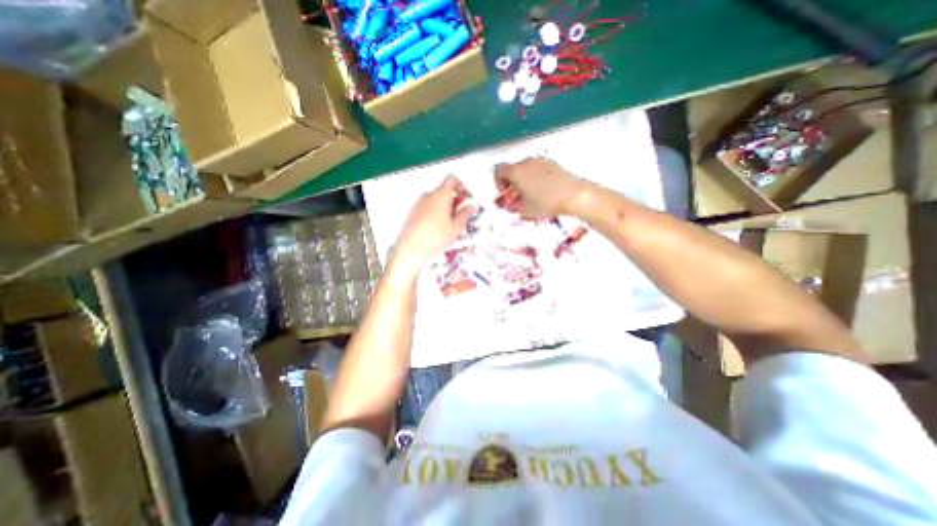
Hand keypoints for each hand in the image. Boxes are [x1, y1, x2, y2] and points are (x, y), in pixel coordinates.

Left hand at [390, 176, 475, 275]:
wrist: (411, 250)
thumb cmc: (433, 238)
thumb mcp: (456, 228)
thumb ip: (465, 215)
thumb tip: (471, 208)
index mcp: (441, 195)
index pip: (453, 180)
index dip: (463, 187)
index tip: (467, 197)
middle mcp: (429, 196)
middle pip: (445, 191)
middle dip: (455, 201)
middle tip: (462, 214)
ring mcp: (419, 204)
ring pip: (437, 201)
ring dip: (446, 209)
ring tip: (451, 225)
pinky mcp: (414, 213)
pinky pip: (428, 209)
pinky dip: (436, 214)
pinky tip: (439, 229)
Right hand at [493, 158, 587, 219]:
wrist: (574, 195)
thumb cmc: (546, 202)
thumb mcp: (526, 209)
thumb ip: (513, 207)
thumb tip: (509, 206)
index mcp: (517, 171)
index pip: (499, 171)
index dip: (498, 183)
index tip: (504, 193)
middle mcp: (527, 162)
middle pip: (512, 169)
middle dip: (511, 182)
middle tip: (515, 196)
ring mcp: (541, 161)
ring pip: (525, 168)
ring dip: (523, 180)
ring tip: (529, 195)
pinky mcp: (552, 164)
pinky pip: (537, 169)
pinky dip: (534, 177)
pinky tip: (542, 191)